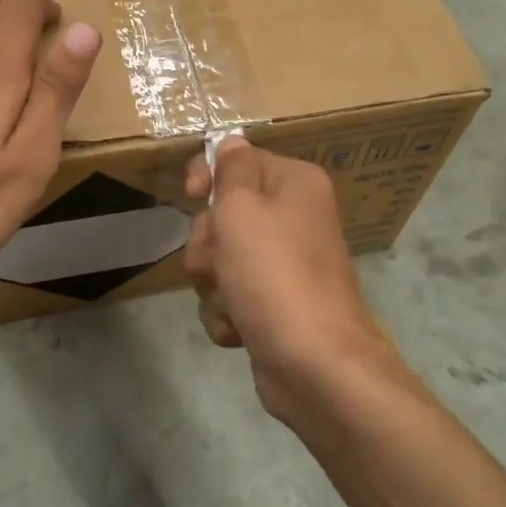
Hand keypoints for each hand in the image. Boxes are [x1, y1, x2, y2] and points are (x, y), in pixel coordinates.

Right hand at [183, 135, 394, 420]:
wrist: (313, 364)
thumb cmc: (273, 274)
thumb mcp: (242, 209)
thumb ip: (231, 169)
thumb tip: (232, 143)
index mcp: (294, 184)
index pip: (238, 160)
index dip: (207, 176)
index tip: (192, 195)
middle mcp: (294, 219)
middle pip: (223, 215)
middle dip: (209, 244)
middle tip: (221, 263)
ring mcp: (284, 266)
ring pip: (221, 260)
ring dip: (214, 284)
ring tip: (233, 302)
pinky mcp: (274, 306)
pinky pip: (231, 296)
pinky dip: (228, 314)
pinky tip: (240, 330)